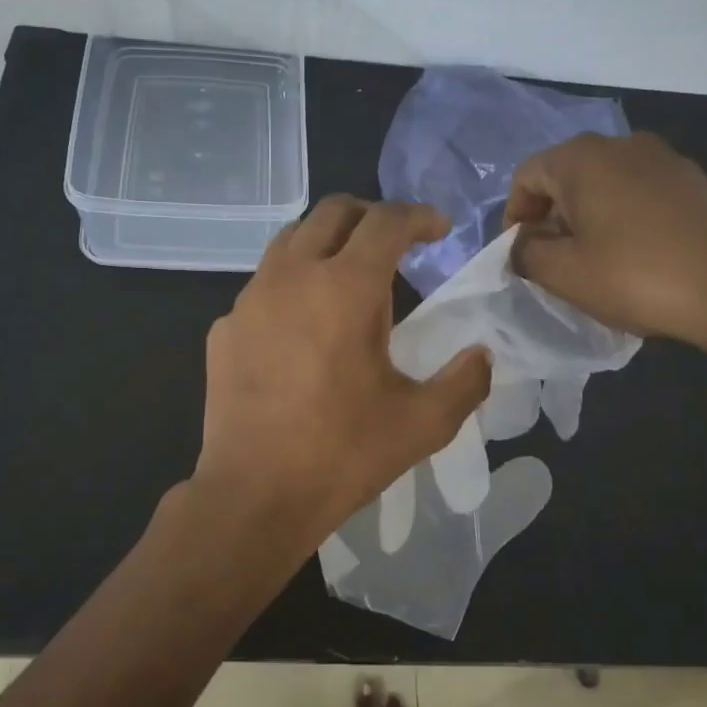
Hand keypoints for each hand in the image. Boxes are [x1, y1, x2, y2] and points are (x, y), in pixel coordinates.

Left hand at [190, 197, 491, 569]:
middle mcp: (292, 276)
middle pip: (332, 212)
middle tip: (395, 241)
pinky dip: (291, 286)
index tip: (438, 229)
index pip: (386, 221)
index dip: (419, 216)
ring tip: (347, 274)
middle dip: (370, 215)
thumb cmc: (343, 454)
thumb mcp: (423, 423)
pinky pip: (262, 286)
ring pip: (290, 240)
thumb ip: (465, 381)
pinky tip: (302, 328)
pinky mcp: (224, 328)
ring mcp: (250, 299)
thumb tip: (482, 355)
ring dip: (326, 242)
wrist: (254, 494)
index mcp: (346, 287)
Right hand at [503, 132, 706, 348]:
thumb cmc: (635, 278)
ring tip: (595, 258)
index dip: (514, 215)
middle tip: (553, 258)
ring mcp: (666, 159)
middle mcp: (623, 144)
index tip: (520, 252)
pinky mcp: (697, 181)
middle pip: (567, 175)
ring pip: (606, 183)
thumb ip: (525, 252)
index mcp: (583, 158)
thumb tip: (522, 243)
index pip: (527, 176)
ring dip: (589, 215)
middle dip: (551, 215)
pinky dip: (626, 216)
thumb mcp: (562, 273)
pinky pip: (642, 192)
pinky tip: (638, 254)